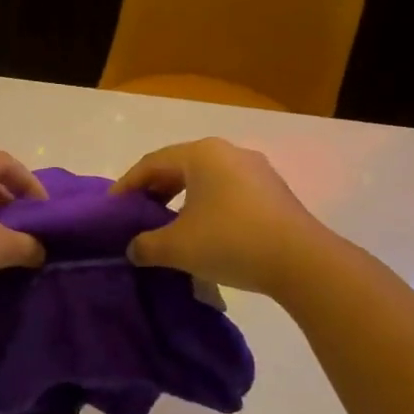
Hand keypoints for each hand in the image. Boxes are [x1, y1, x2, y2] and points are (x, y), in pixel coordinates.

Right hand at [111, 138, 333, 297]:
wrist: (302, 262)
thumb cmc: (230, 242)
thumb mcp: (177, 247)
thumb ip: (146, 246)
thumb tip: (134, 249)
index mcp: (201, 154)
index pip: (151, 163)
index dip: (127, 185)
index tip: (111, 208)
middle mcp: (228, 152)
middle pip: (179, 166)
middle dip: (154, 190)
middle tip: (137, 214)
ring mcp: (255, 170)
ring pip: (206, 179)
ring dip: (181, 199)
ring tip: (168, 224)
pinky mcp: (274, 191)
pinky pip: (228, 191)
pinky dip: (207, 205)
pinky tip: (204, 231)